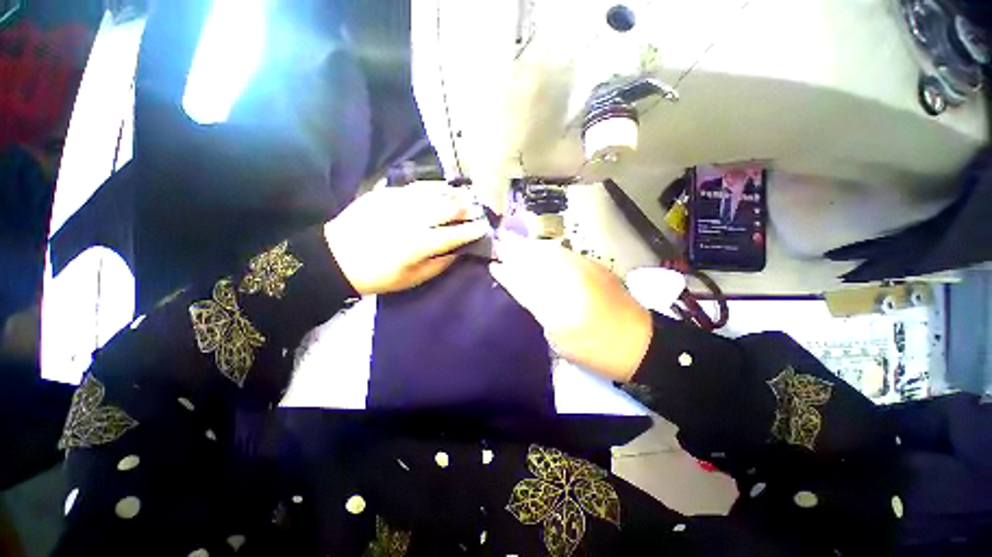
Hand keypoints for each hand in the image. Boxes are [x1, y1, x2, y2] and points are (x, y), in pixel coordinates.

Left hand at [325, 182, 489, 294]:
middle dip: (467, 208)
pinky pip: (417, 186)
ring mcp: (400, 203)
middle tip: (478, 209)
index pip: (454, 235)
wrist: (337, 257)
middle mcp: (413, 220)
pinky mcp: (387, 193)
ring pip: (435, 193)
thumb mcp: (413, 279)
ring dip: (454, 194)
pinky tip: (444, 187)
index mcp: (419, 245)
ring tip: (467, 196)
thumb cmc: (379, 274)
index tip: (484, 228)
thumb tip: (459, 250)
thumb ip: (439, 264)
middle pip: (448, 209)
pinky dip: (435, 186)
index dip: (472, 231)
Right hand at [489, 236, 652, 381]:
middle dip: (515, 251)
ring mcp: (583, 269)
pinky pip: (564, 253)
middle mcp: (569, 278)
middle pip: (536, 260)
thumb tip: (521, 290)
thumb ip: (538, 309)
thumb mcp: (559, 336)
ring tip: (514, 241)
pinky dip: (548, 249)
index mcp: (558, 300)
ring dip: (530, 246)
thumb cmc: (594, 347)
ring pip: (549, 252)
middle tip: (499, 243)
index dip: (507, 273)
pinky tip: (541, 249)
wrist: (639, 341)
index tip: (493, 266)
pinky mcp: (595, 266)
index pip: (525, 282)